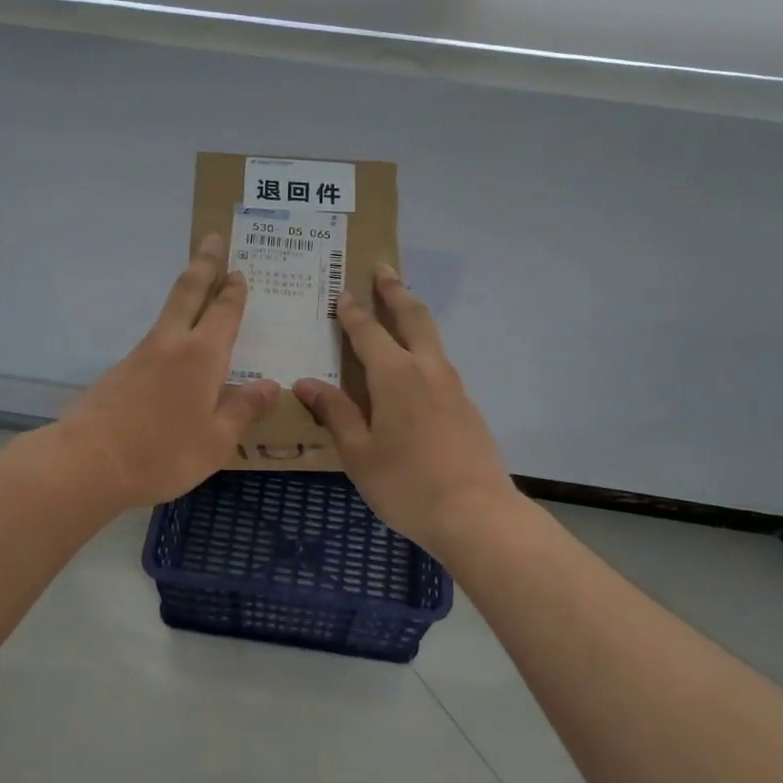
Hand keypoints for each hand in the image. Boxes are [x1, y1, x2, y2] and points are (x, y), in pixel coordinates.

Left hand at [58, 234, 278, 506]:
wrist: (86, 463)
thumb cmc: (162, 453)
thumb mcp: (216, 441)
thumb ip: (243, 411)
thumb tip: (270, 385)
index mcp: (201, 356)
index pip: (223, 312)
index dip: (233, 291)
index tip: (239, 270)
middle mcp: (170, 345)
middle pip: (188, 292)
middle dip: (203, 264)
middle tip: (212, 238)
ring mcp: (139, 356)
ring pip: (167, 314)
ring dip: (185, 295)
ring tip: (199, 290)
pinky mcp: (118, 373)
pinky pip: (153, 343)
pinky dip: (170, 333)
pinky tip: (174, 355)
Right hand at [293, 265, 514, 552]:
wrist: (476, 514)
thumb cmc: (406, 484)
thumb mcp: (358, 453)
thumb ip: (335, 413)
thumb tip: (306, 383)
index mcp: (395, 375)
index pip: (368, 331)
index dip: (353, 311)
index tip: (343, 292)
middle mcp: (427, 369)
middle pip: (412, 317)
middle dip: (395, 291)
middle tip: (383, 269)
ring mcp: (453, 387)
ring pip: (432, 338)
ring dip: (414, 316)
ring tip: (400, 308)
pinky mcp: (467, 407)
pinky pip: (440, 365)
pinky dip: (424, 350)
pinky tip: (416, 369)